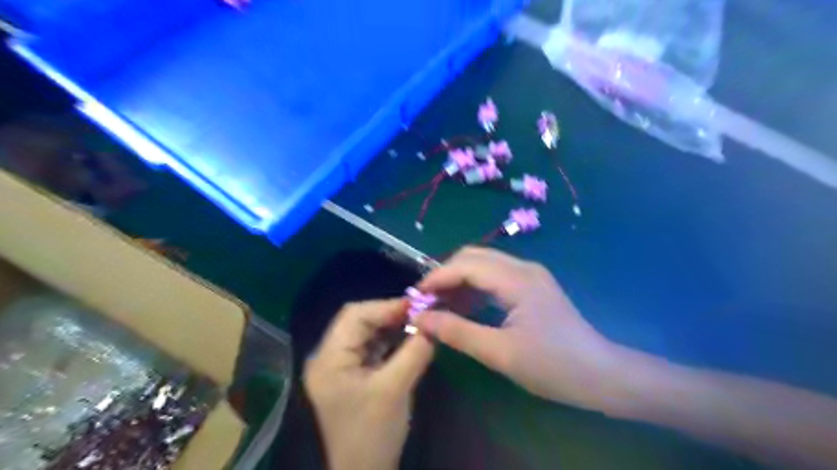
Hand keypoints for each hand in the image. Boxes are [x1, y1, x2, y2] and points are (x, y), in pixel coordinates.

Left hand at [307, 302, 438, 469]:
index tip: (417, 306)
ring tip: (417, 324)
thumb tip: (432, 325)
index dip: (386, 306)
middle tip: (419, 314)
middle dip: (389, 315)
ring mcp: (339, 366)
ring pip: (365, 332)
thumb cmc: (372, 434)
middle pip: (358, 321)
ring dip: (391, 326)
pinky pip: (370, 347)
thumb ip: (415, 352)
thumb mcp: (395, 389)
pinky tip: (408, 339)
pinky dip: (389, 340)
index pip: (354, 315)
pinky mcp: (350, 374)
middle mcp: (329, 356)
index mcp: (329, 358)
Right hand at [414, 247, 615, 410]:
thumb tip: (421, 319)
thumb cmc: (553, 366)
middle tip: (427, 302)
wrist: (601, 374)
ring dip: (459, 280)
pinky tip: (465, 307)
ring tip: (440, 306)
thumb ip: (457, 332)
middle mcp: (522, 267)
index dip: (436, 278)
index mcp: (516, 279)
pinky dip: (475, 287)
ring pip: (483, 264)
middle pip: (473, 257)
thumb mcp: (500, 353)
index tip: (414, 297)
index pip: (465, 265)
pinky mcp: (532, 285)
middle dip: (445, 275)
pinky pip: (495, 276)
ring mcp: (529, 274)